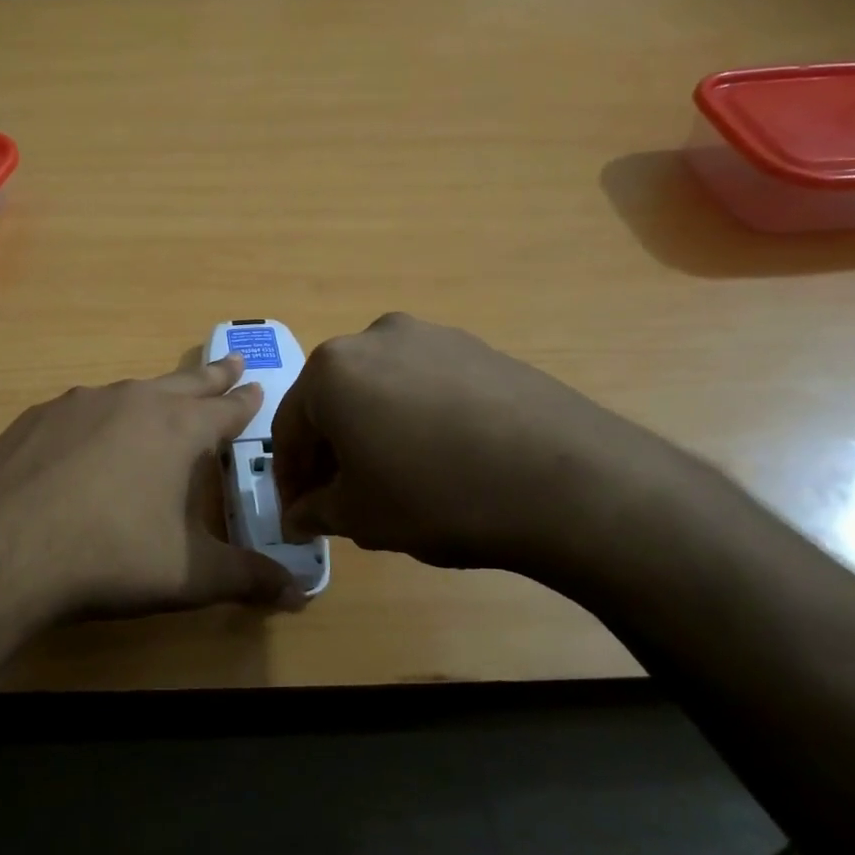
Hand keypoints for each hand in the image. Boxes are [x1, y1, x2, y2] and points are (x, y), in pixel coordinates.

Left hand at [0, 356, 301, 621]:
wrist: (2, 553)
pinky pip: (81, 410)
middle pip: (184, 382)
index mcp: (178, 429)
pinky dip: (98, 417)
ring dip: (153, 394)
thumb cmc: (110, 558)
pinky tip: (87, 440)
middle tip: (230, 362)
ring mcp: (78, 404)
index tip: (257, 386)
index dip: (246, 401)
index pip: (227, 408)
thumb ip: (247, 579)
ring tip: (161, 400)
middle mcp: (133, 402)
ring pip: (130, 391)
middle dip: (211, 376)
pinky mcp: (35, 419)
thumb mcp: (189, 576)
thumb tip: (300, 594)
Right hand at [271, 313, 683, 575]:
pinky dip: (415, 419)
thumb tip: (297, 517)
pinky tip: (440, 458)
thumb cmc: (435, 496)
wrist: (564, 480)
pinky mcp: (480, 349)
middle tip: (340, 498)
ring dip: (373, 431)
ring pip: (381, 390)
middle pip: (334, 401)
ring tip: (393, 478)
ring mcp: (434, 337)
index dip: (289, 477)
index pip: (289, 428)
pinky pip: (426, 386)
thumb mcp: (359, 516)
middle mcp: (376, 338)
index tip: (298, 513)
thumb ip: (315, 512)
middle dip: (331, 451)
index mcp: (331, 369)